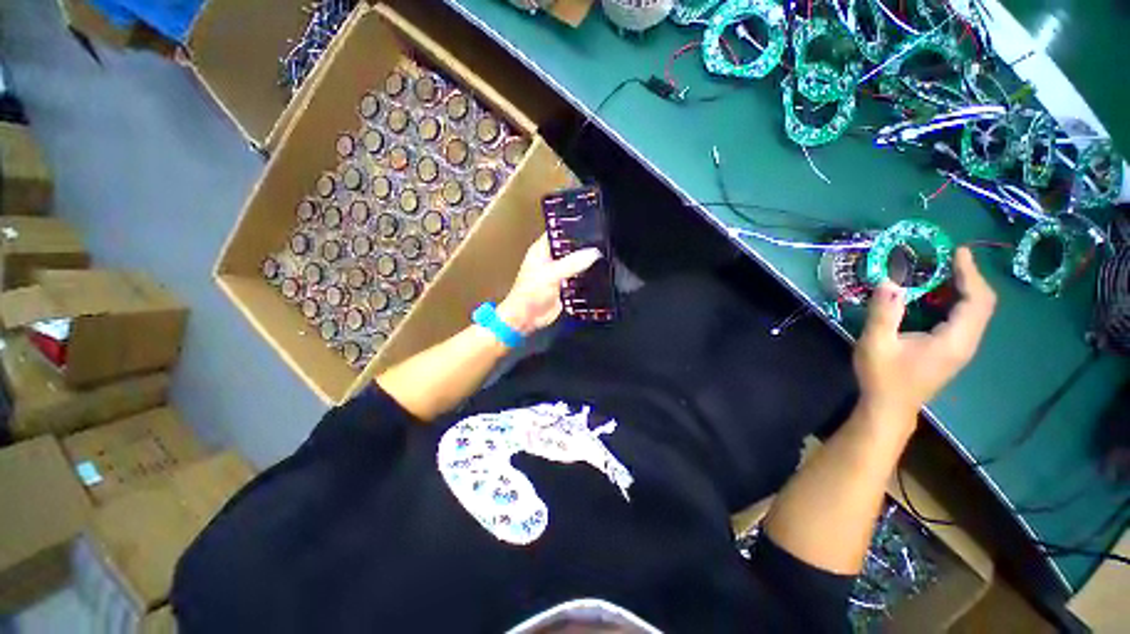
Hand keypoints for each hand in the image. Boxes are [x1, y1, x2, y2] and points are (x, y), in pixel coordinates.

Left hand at [497, 234, 602, 334]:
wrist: (527, 318)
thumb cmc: (530, 293)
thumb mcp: (551, 274)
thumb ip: (573, 263)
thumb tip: (594, 253)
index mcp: (543, 249)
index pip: (559, 231)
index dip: (573, 226)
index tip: (592, 223)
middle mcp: (552, 258)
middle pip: (571, 247)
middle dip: (585, 245)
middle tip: (604, 240)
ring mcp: (559, 273)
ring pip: (577, 263)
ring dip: (587, 262)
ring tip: (607, 254)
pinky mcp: (566, 286)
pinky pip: (580, 278)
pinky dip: (588, 277)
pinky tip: (601, 273)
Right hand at [854, 247, 996, 421]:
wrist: (890, 406)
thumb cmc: (883, 377)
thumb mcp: (876, 344)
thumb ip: (884, 313)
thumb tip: (889, 280)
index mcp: (953, 340)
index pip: (976, 301)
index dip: (971, 274)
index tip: (958, 252)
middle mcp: (966, 342)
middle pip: (983, 304)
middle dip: (970, 277)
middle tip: (949, 258)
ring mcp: (961, 348)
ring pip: (976, 311)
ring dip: (965, 288)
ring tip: (943, 270)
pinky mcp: (953, 350)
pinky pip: (965, 319)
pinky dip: (957, 300)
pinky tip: (937, 295)